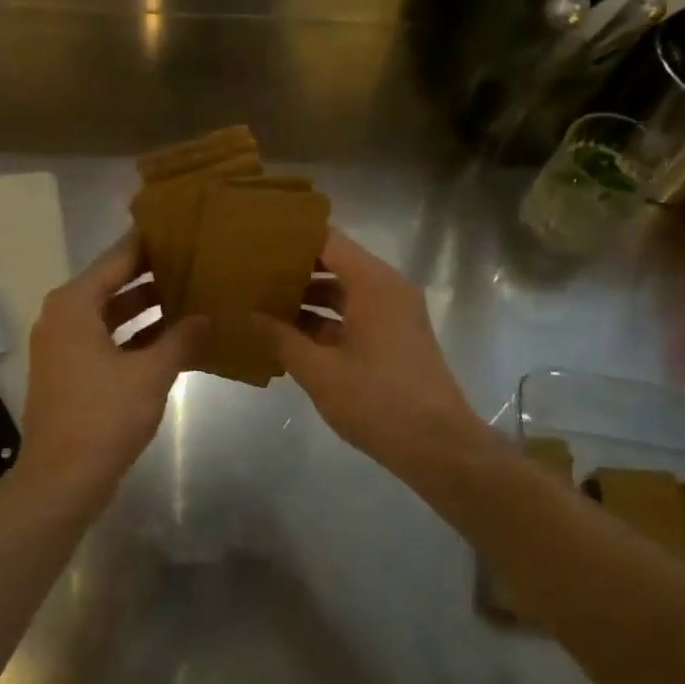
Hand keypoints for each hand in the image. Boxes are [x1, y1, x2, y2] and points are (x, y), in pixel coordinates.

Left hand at [15, 232, 204, 508]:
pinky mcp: (72, 372)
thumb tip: (211, 314)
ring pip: (113, 314)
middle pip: (114, 283)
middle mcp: (64, 316)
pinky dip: (137, 336)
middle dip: (154, 275)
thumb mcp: (151, 373)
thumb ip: (183, 338)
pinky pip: (109, 340)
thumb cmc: (103, 417)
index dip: (151, 243)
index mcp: (74, 305)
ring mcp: (65, 346)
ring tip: (194, 294)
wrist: (61, 480)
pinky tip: (175, 338)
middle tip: (198, 261)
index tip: (184, 227)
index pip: (118, 258)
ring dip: (148, 308)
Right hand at [255, 230, 489, 477]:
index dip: (290, 237)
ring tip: (259, 302)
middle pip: (334, 264)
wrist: (438, 446)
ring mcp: (393, 314)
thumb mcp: (320, 372)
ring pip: (343, 292)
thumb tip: (247, 315)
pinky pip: (353, 315)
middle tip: (248, 272)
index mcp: (373, 284)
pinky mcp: (393, 338)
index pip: (326, 240)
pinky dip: (324, 321)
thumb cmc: (378, 401)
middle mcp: (387, 289)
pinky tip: (287, 335)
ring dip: (306, 298)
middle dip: (292, 269)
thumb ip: (280, 338)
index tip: (254, 239)